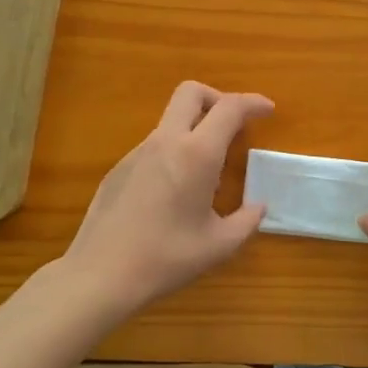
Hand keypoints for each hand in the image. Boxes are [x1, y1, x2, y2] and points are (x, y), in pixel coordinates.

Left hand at [60, 81, 273, 318]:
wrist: (99, 275)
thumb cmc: (166, 258)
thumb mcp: (218, 246)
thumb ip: (246, 221)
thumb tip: (258, 208)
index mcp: (197, 154)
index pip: (229, 108)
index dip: (253, 102)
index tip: (268, 111)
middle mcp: (166, 142)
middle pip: (191, 92)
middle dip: (217, 98)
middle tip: (233, 126)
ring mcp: (137, 153)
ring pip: (171, 120)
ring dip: (194, 129)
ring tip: (206, 174)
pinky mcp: (118, 169)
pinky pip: (154, 147)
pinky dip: (173, 153)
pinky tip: (173, 194)